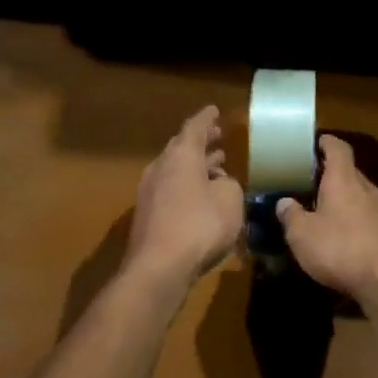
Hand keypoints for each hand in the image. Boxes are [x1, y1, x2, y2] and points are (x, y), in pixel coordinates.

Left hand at [126, 106, 244, 286]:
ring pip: (175, 170)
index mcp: (181, 156)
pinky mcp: (148, 216)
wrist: (159, 268)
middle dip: (201, 143)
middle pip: (181, 148)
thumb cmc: (200, 225)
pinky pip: (171, 190)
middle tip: (218, 139)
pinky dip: (187, 186)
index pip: (194, 127)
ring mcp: (149, 192)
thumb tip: (220, 183)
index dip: (206, 118)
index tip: (214, 110)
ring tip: (215, 168)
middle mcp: (161, 167)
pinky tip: (201, 198)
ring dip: (195, 167)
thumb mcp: (230, 200)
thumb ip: (228, 185)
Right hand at [276, 136, 377, 301]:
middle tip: (309, 181)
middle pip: (349, 171)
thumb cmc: (340, 248)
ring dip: (343, 197)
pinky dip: (354, 217)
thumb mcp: (302, 234)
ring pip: (360, 194)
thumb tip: (284, 202)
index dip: (327, 143)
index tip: (316, 142)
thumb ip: (291, 215)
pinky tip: (342, 233)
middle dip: (331, 173)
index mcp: (344, 179)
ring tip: (323, 209)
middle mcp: (367, 188)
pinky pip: (367, 214)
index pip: (338, 148)